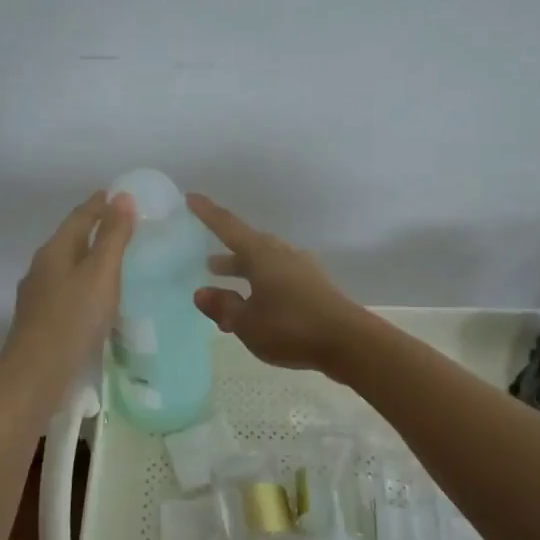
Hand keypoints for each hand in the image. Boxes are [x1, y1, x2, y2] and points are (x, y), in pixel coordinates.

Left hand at [2, 191, 135, 391]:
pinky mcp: (42, 321)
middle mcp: (42, 268)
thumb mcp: (100, 274)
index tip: (119, 194)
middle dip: (94, 229)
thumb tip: (122, 197)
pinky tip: (97, 298)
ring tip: (115, 260)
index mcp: (54, 251)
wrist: (35, 376)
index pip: (79, 217)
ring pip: (68, 267)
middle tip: (124, 225)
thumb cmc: (72, 320)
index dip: (100, 204)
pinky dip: (85, 284)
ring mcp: (38, 296)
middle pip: (70, 240)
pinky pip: (67, 290)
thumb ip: (113, 237)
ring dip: (89, 258)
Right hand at [188, 194, 364, 371]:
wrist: (348, 342)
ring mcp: (302, 270)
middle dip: (227, 254)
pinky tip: (258, 309)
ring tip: (228, 289)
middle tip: (208, 263)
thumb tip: (202, 292)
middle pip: (249, 246)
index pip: (228, 227)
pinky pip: (280, 280)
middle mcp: (282, 255)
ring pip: (265, 265)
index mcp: (262, 255)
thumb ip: (223, 306)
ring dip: (245, 274)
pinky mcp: (315, 287)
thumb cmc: (291, 327)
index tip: (191, 198)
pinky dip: (262, 288)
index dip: (208, 213)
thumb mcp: (246, 322)